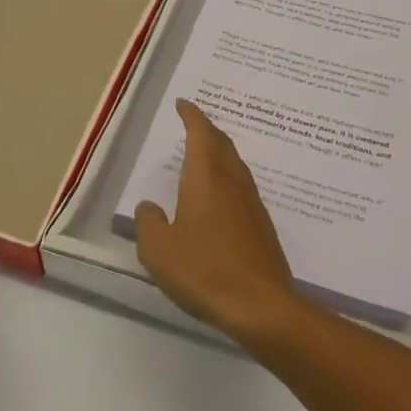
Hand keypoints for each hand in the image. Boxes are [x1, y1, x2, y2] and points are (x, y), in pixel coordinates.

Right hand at [135, 100, 300, 345]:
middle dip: (207, 130)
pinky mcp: (262, 226)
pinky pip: (242, 187)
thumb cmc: (205, 271)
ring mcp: (252, 203)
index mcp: (206, 178)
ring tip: (205, 155)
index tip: (183, 104)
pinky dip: (228, 177)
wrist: (262, 306)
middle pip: (222, 144)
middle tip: (193, 124)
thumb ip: (149, 223)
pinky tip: (222, 197)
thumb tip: (150, 207)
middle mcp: (232, 182)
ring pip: (235, 164)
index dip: (192, 116)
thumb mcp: (159, 251)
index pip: (201, 134)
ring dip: (220, 152)